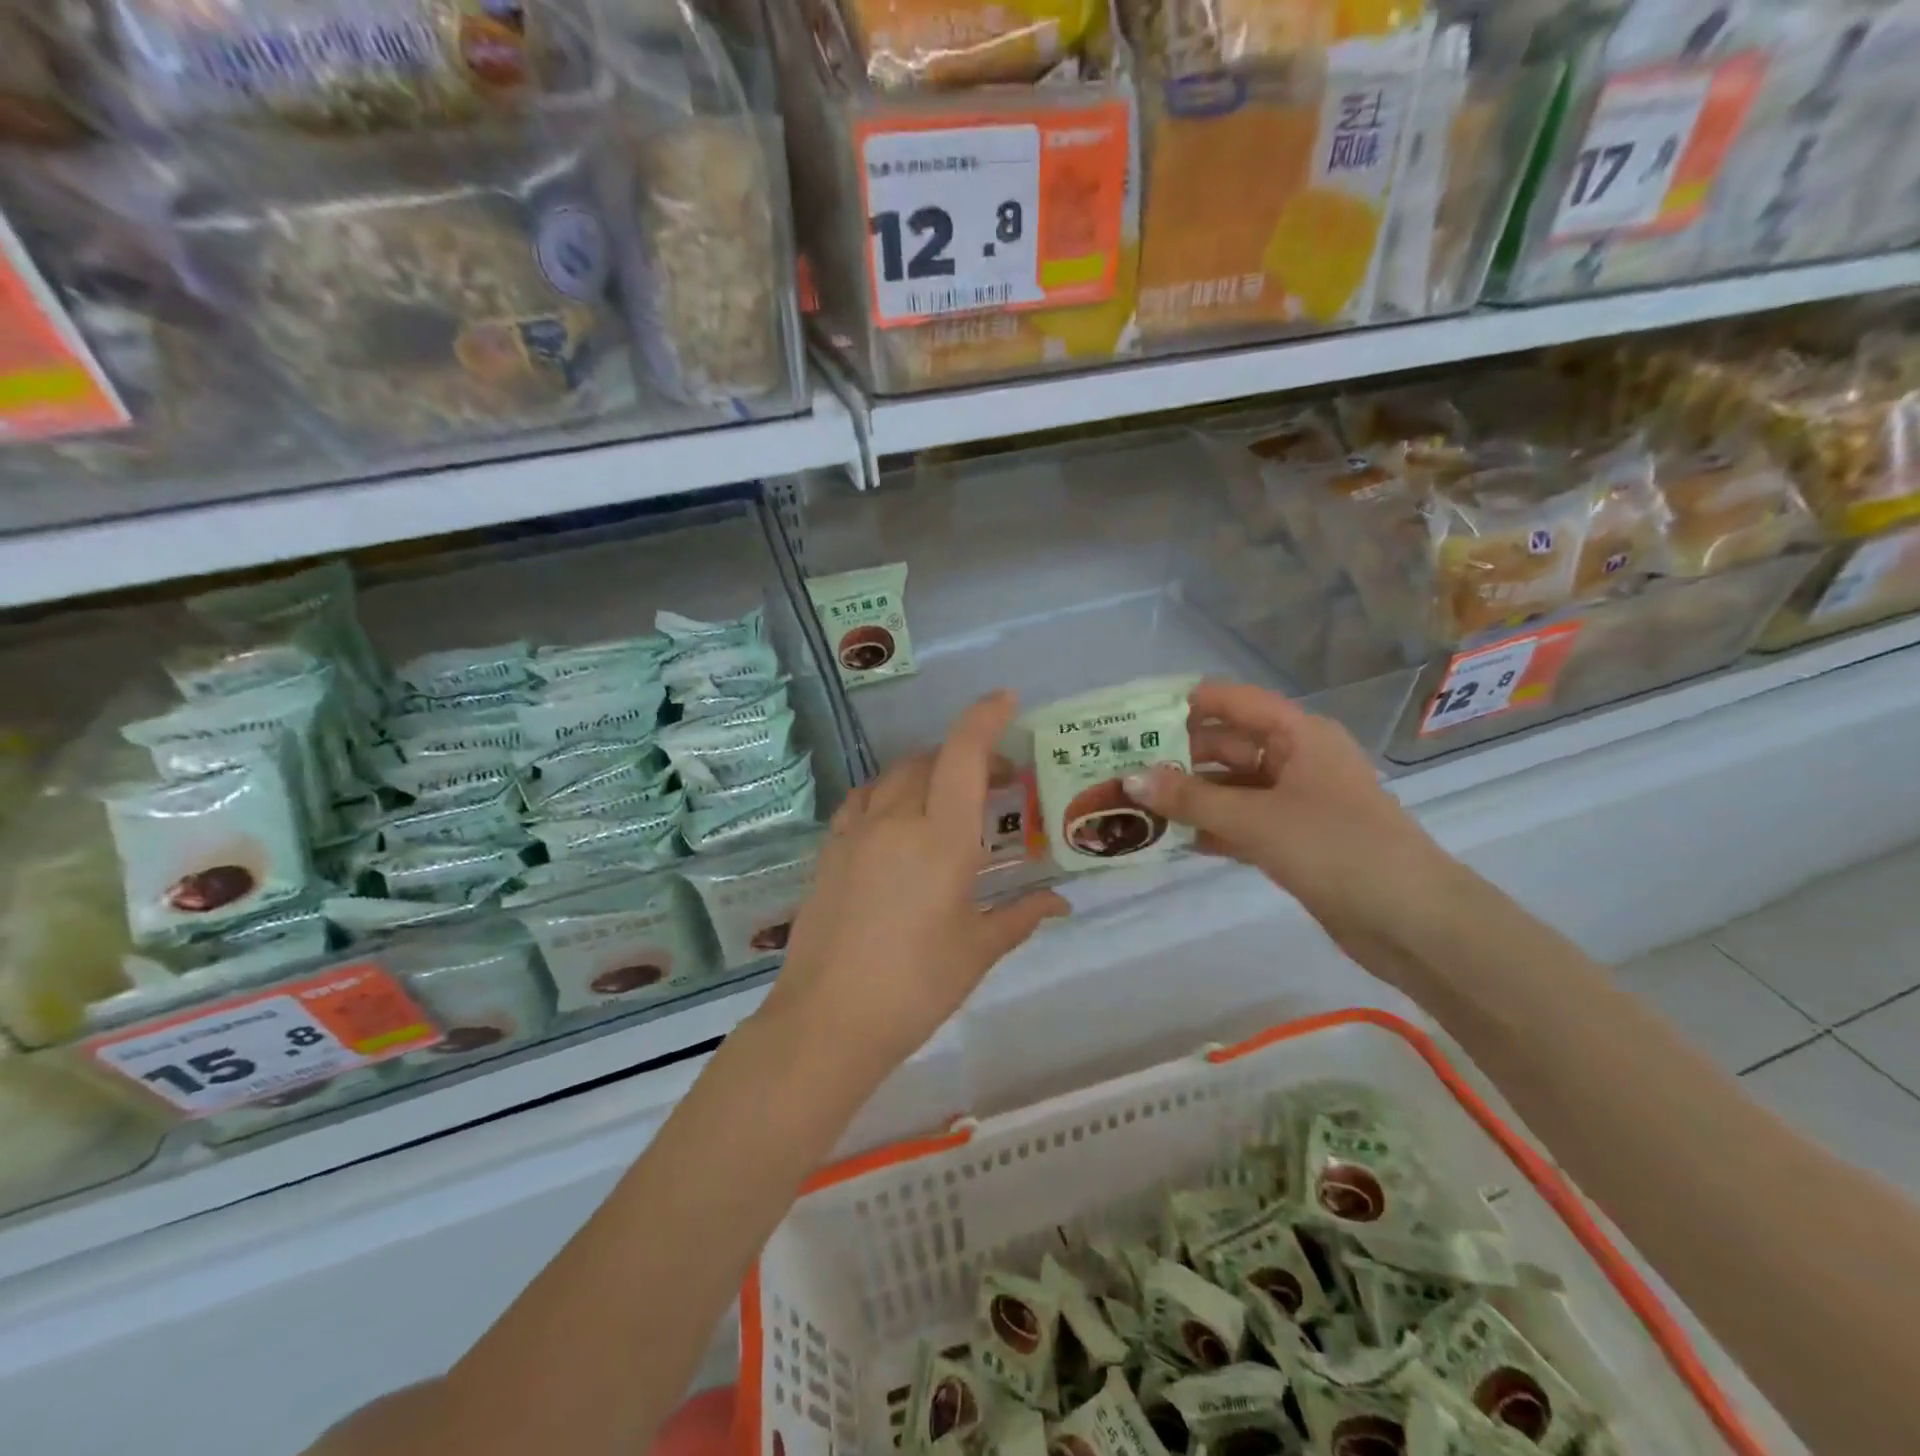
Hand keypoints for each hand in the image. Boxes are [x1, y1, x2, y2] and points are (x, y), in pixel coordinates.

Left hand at [760, 691, 1068, 1079]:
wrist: (827, 1020)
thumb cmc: (915, 986)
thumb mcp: (977, 950)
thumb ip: (1020, 916)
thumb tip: (1060, 903)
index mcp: (940, 839)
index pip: (962, 756)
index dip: (984, 719)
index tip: (1006, 700)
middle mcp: (895, 821)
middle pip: (929, 761)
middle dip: (966, 755)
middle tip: (997, 781)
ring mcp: (855, 833)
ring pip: (893, 777)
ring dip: (926, 772)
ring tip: (948, 798)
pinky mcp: (828, 852)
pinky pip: (861, 801)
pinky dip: (888, 793)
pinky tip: (897, 820)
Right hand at [1123, 680, 1451, 956]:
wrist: (1412, 923)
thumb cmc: (1336, 849)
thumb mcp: (1256, 819)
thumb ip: (1191, 798)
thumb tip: (1129, 778)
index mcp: (1298, 734)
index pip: (1231, 701)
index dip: (1183, 704)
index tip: (1132, 717)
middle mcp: (1296, 759)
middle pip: (1226, 745)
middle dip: (1175, 756)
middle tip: (1119, 767)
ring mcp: (1296, 801)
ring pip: (1230, 787)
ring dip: (1187, 796)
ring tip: (1132, 803)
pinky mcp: (1295, 840)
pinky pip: (1241, 822)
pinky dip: (1208, 827)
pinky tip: (1167, 839)